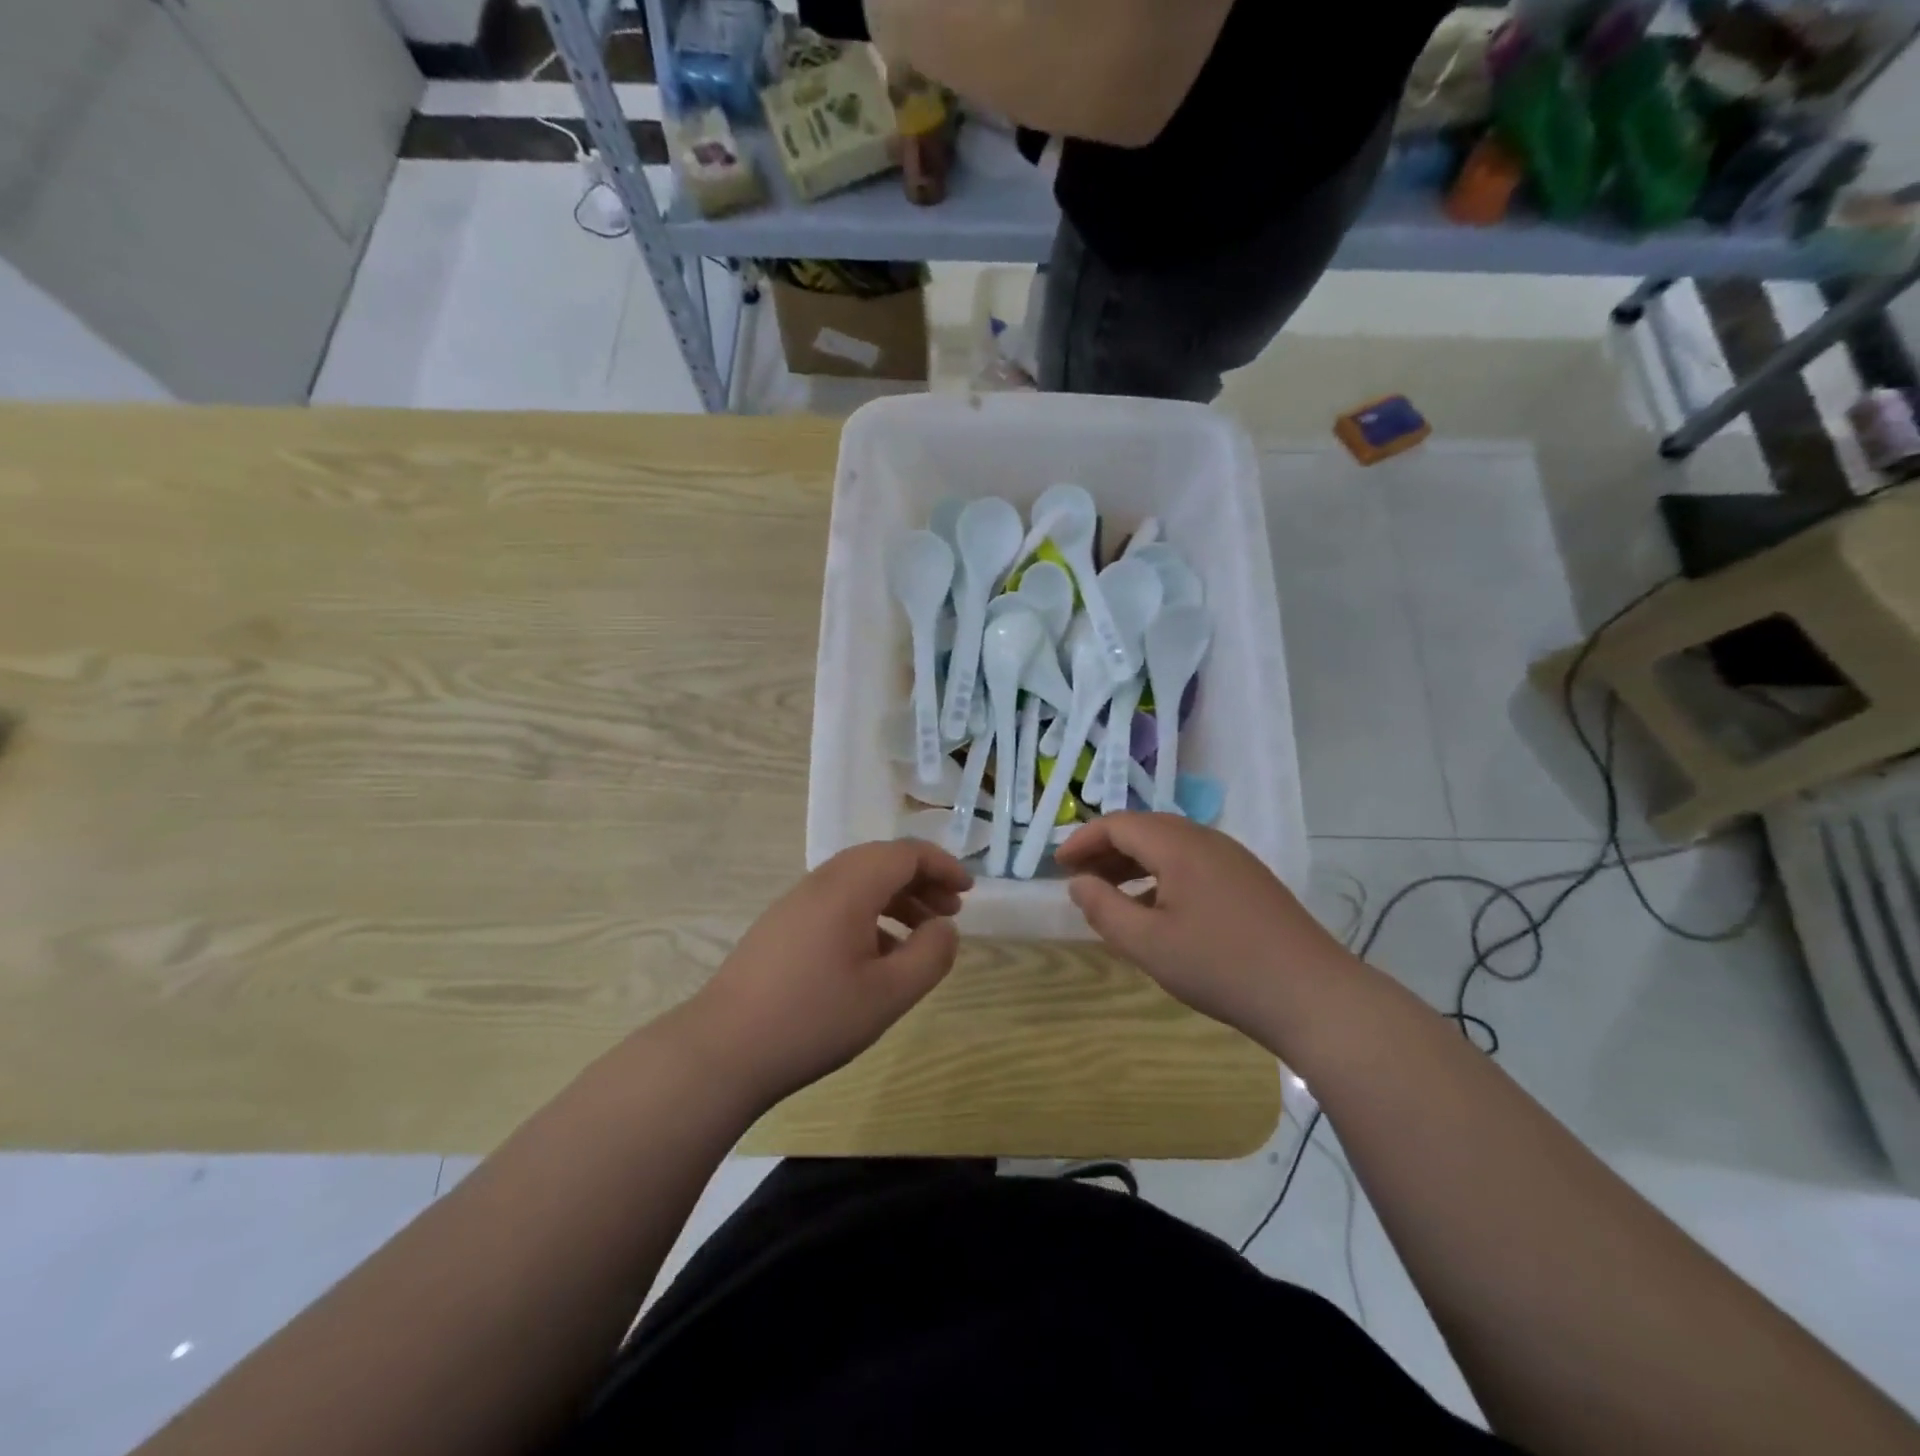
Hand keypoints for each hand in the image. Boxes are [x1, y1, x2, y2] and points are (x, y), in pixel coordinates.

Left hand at [687, 839, 971, 1109]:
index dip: (942, 866)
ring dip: (896, 897)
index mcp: (849, 887)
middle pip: (881, 861)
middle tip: (950, 912)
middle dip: (921, 880)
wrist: (723, 1049)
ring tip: (921, 933)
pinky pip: (837, 902)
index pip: (905, 853)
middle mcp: (821, 882)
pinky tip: (878, 955)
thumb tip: (945, 927)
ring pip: (858, 882)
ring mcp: (796, 903)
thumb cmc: (814, 1018)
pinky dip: (869, 914)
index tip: (968, 891)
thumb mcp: (888, 994)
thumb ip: (930, 955)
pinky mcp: (781, 926)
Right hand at [1056, 813, 1352, 1048]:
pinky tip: (1156, 908)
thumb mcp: (1149, 944)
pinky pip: (1193, 862)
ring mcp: (1233, 859)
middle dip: (1106, 848)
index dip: (1083, 840)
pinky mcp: (1249, 881)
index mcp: (1179, 845)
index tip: (1058, 865)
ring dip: (1134, 862)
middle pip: (1145, 829)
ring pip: (1170, 845)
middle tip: (1078, 877)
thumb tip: (1078, 883)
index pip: (1119, 824)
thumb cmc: (1221, 967)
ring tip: (1110, 892)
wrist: (1313, 995)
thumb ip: (1105, 909)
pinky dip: (1161, 874)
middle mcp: (1206, 840)